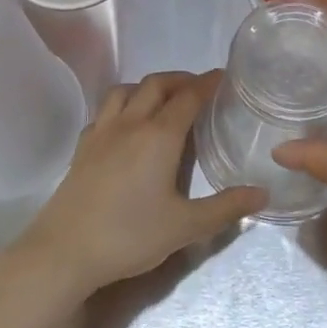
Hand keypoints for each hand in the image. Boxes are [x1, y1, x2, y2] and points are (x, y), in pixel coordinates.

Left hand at [11, 70, 265, 299]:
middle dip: (180, 79)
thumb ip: (225, 208)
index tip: (223, 77)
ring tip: (162, 100)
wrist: (64, 251)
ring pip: (125, 90)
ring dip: (148, 87)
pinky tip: (125, 126)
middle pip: (156, 84)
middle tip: (198, 87)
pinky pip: (104, 111)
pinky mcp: (82, 147)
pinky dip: (121, 105)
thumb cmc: (129, 235)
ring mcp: (101, 132)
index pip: (188, 97)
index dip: (207, 83)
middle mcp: (130, 123)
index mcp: (159, 136)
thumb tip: (262, 194)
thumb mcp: (185, 227)